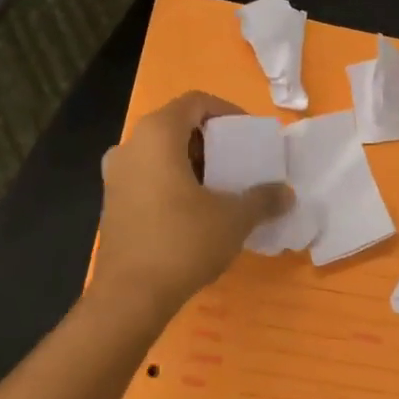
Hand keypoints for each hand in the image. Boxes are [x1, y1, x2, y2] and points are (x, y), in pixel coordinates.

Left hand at [90, 92, 294, 318]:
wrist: (130, 296)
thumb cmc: (183, 242)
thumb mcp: (234, 219)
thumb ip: (263, 199)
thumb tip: (287, 193)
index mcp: (157, 135)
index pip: (195, 102)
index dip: (226, 111)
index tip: (249, 135)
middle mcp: (130, 146)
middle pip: (176, 125)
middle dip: (210, 140)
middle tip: (238, 161)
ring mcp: (115, 175)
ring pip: (160, 152)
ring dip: (192, 162)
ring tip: (221, 186)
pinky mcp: (111, 202)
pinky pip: (147, 175)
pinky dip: (172, 180)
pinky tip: (195, 209)